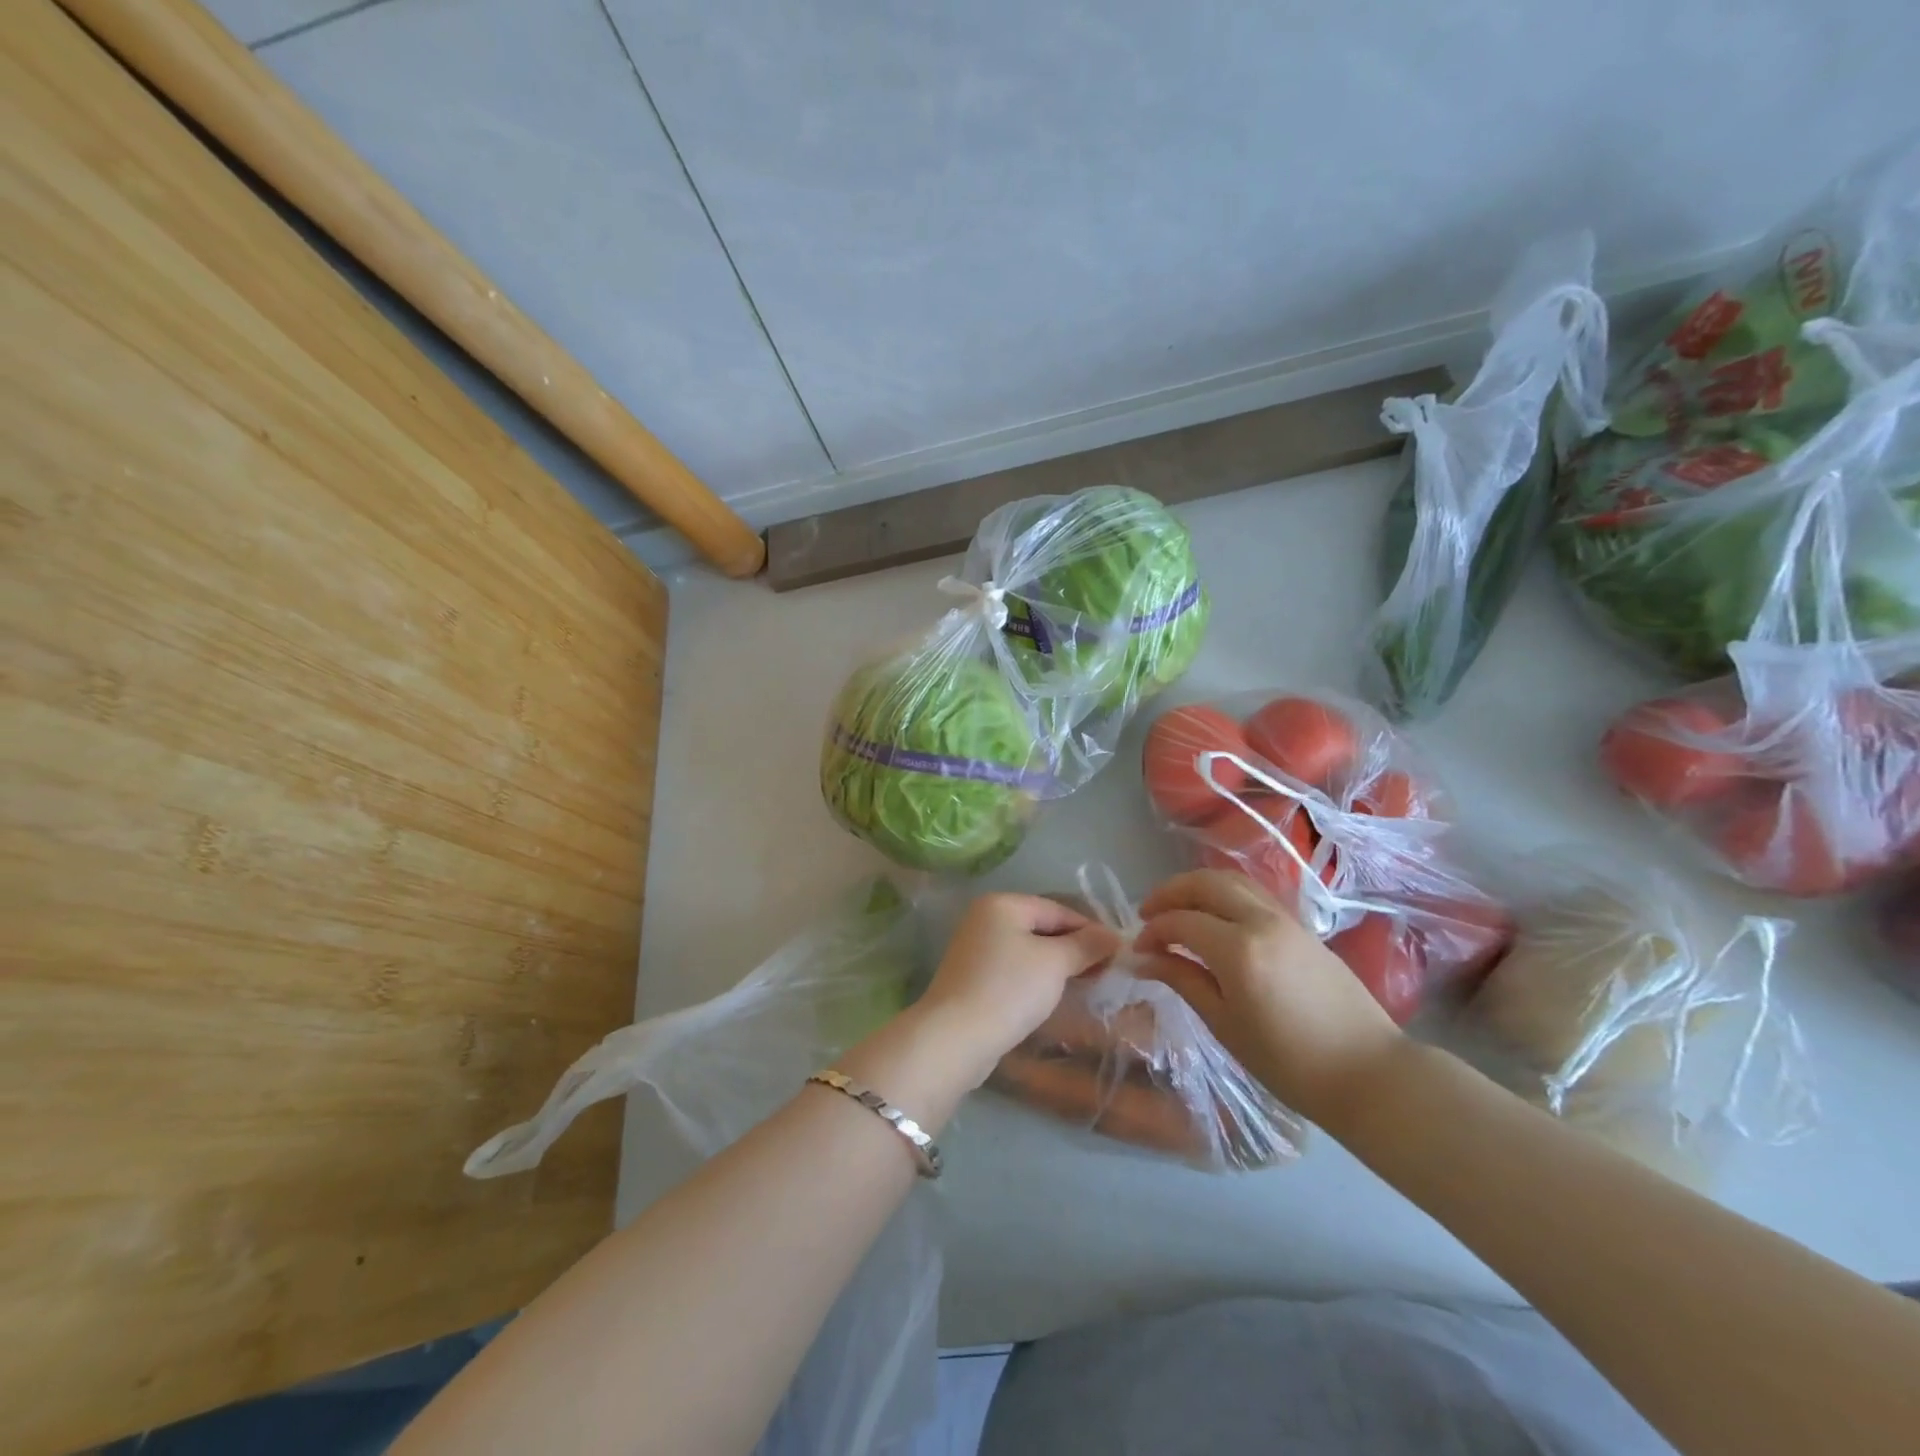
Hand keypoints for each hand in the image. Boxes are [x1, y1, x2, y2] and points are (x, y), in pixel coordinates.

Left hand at [914, 893, 1121, 1084]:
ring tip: (1086, 985)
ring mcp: (976, 949)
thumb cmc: (1009, 989)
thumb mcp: (1055, 963)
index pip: (1057, 909)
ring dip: (1057, 966)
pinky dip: (1036, 979)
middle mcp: (985, 919)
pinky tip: (1053, 997)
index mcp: (1002, 904)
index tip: (1118, 954)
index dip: (1090, 930)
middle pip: (1042, 928)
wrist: (955, 1037)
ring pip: (1029, 950)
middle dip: (1074, 948)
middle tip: (1106, 972)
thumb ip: (1085, 945)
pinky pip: (1014, 970)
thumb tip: (1113, 936)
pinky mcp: (973, 978)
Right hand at [1134, 870, 1402, 1124]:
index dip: (1152, 932)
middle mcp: (1260, 921)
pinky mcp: (1302, 927)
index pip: (1180, 922)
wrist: (1369, 1073)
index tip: (1137, 952)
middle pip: (1205, 884)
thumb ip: (1182, 981)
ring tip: (1177, 910)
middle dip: (1169, 893)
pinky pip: (1253, 894)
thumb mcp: (1225, 1025)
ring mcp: (1286, 919)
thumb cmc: (1289, 1063)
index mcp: (1238, 949)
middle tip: (1148, 915)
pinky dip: (1224, 894)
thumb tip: (1142, 959)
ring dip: (1197, 888)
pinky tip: (1214, 919)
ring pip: (1232, 881)